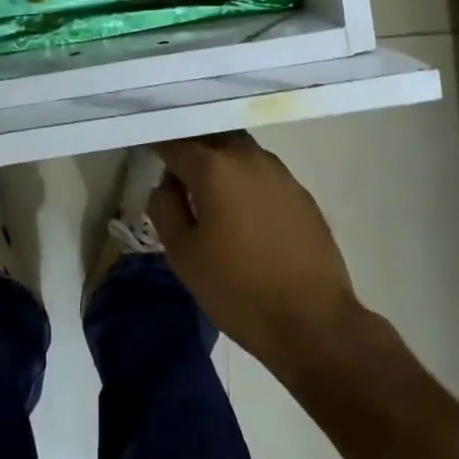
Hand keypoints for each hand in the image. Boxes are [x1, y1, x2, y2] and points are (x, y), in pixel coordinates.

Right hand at [149, 132, 361, 375]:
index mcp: (214, 167)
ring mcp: (279, 172)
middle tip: (177, 172)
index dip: (157, 146)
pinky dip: (245, 179)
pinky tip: (243, 210)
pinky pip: (263, 172)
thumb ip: (165, 208)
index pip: (175, 143)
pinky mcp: (301, 192)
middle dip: (192, 147)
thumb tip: (166, 184)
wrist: (313, 322)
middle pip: (212, 137)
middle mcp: (248, 157)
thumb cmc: (237, 289)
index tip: (146, 154)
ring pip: (240, 150)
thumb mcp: (183, 255)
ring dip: (221, 160)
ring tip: (209, 192)